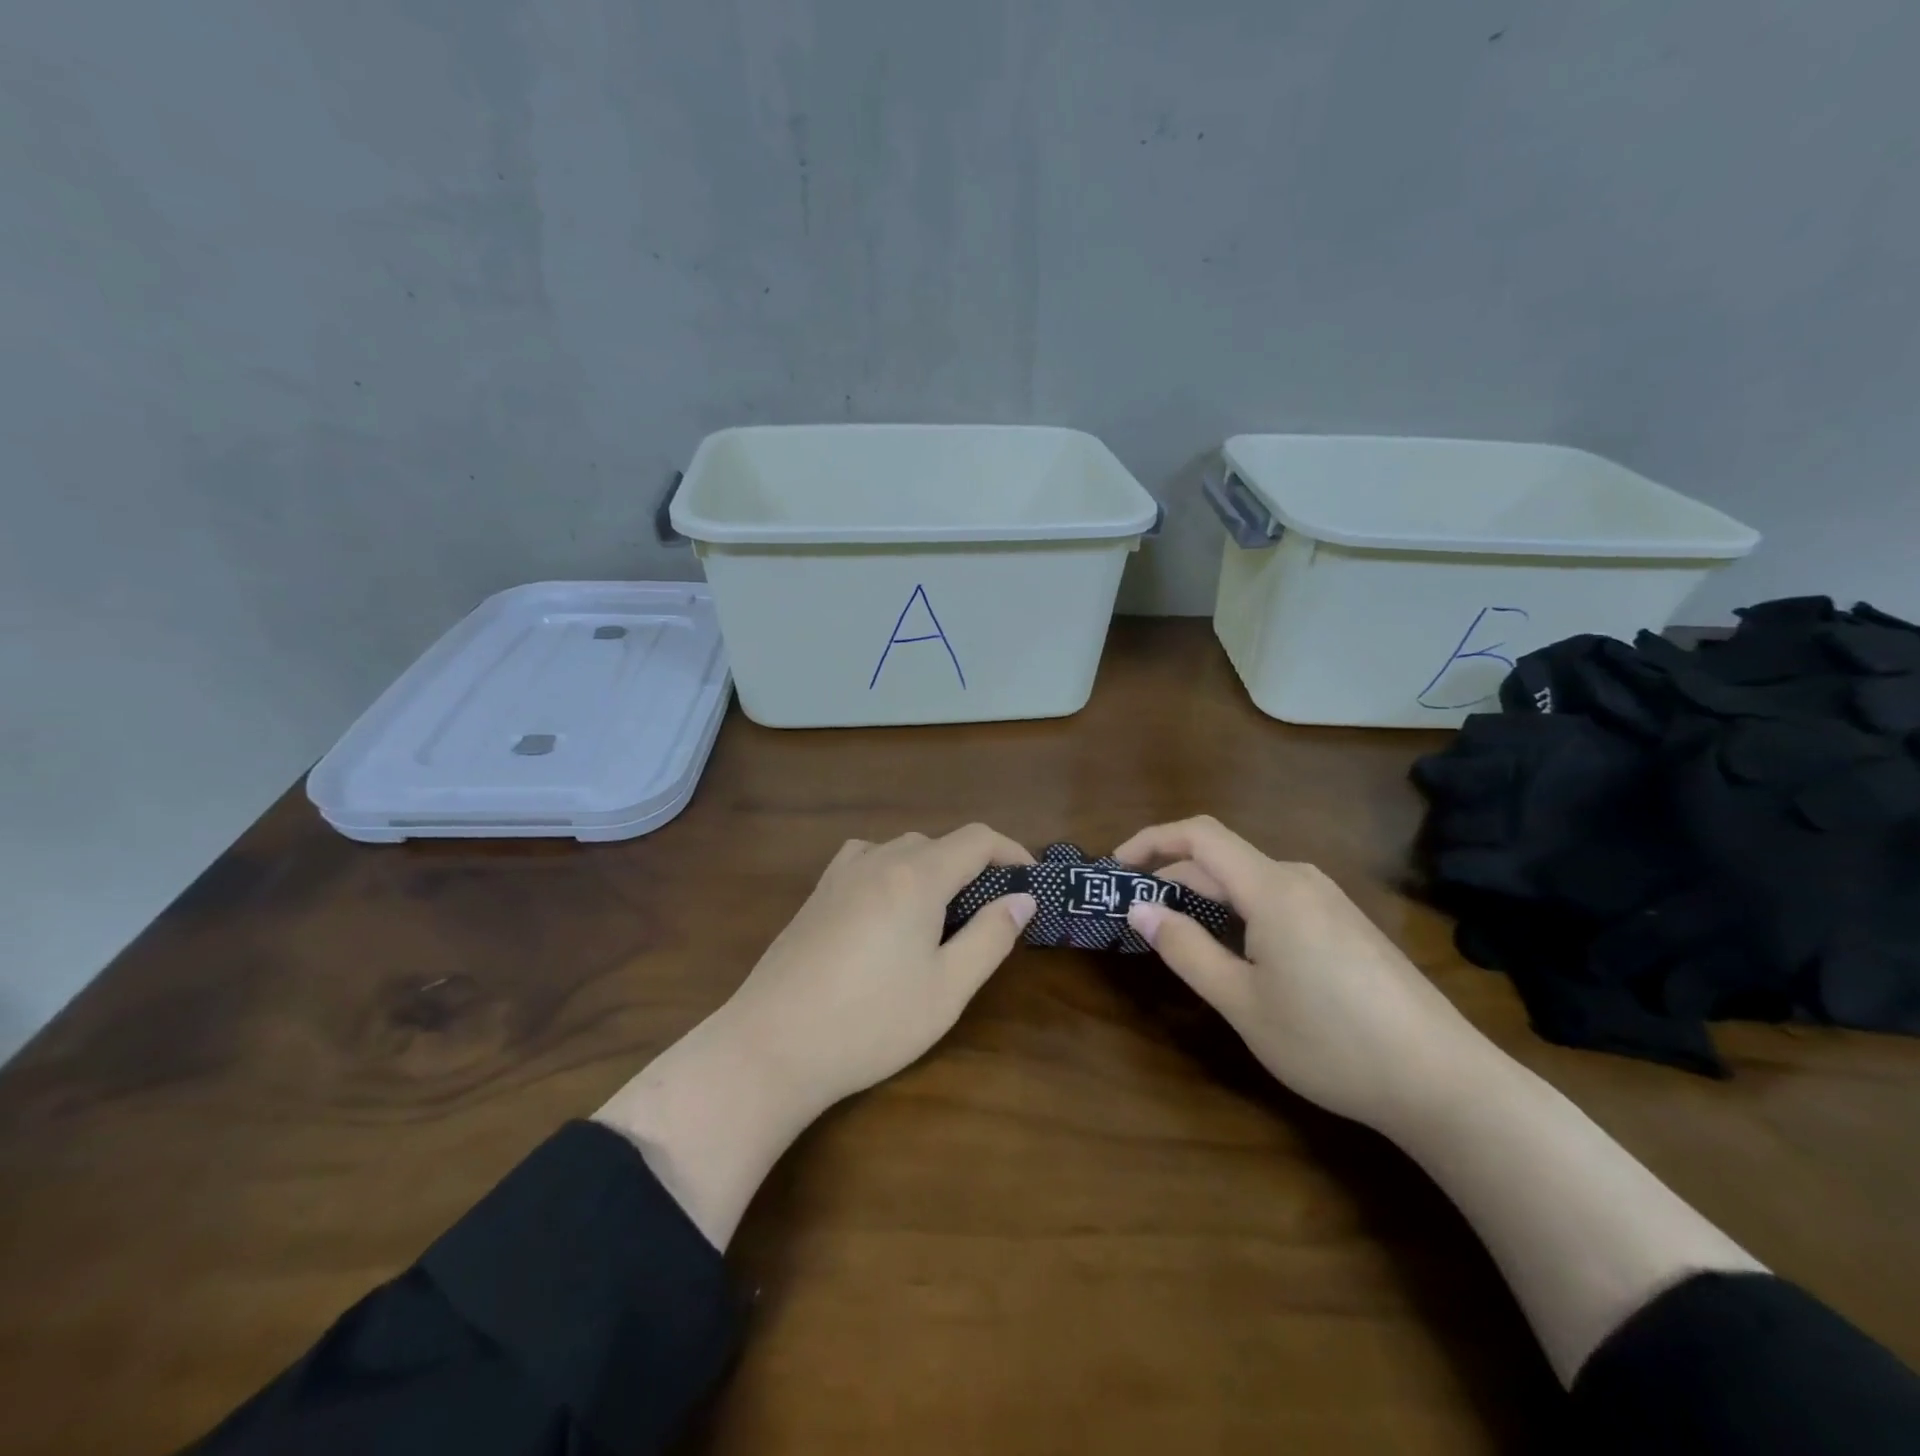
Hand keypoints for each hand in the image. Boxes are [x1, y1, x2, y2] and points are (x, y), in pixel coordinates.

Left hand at [595, 825, 1034, 1247]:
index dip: (1011, 851)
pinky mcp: (816, 895)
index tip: (1032, 881)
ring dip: (931, 867)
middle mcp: (878, 861)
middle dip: (973, 867)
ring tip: (941, 914)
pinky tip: (887, 909)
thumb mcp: (947, 989)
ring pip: (900, 849)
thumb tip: (1022, 899)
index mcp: (916, 876)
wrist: (771, 1045)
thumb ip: (990, 937)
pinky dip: (892, 870)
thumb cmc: (870, 1022)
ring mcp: (840, 875)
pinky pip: (865, 860)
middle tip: (989, 914)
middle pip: (938, 842)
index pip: (976, 839)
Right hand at [1115, 816, 1495, 1130]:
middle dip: (1172, 877)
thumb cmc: (1330, 1042)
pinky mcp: (1346, 925)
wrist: (1444, 1081)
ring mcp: (1329, 901)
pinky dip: (1239, 911)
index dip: (1151, 840)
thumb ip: (1185, 949)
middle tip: (1137, 916)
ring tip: (1179, 936)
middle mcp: (1300, 880)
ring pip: (1250, 881)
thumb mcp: (1242, 1002)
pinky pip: (1277, 900)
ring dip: (1205, 897)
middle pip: (1222, 859)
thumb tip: (1139, 908)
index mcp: (1272, 889)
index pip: (1199, 835)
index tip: (1116, 868)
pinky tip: (1237, 953)